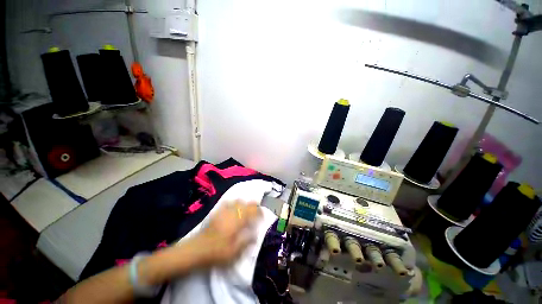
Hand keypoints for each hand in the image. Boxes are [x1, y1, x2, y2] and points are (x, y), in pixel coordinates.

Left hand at [194, 201, 260, 266]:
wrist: (196, 250)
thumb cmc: (216, 252)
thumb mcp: (234, 252)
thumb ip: (246, 242)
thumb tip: (256, 234)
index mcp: (237, 222)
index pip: (252, 212)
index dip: (259, 212)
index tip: (263, 214)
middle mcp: (232, 213)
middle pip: (246, 204)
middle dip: (254, 205)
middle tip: (257, 210)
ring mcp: (224, 211)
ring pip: (237, 201)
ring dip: (244, 203)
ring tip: (247, 207)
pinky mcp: (217, 212)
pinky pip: (227, 202)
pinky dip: (233, 202)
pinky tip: (234, 205)